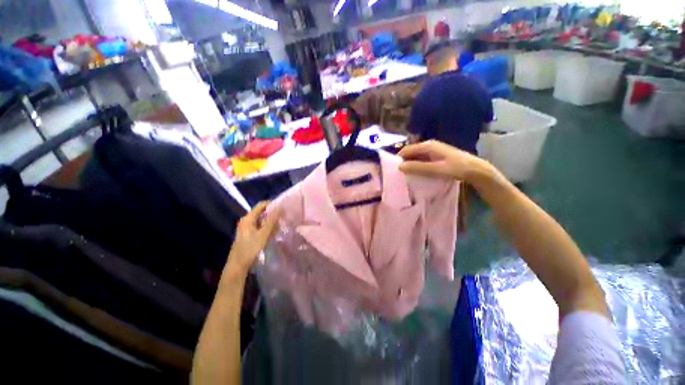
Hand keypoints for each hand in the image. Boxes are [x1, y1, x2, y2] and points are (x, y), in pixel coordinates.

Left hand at [226, 202, 279, 275]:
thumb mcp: (263, 234)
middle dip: (273, 213)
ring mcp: (247, 228)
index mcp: (248, 218)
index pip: (261, 205)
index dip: (272, 204)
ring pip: (261, 220)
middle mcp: (246, 221)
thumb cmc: (250, 249)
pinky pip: (260, 226)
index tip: (283, 208)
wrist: (237, 266)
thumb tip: (280, 207)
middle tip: (284, 216)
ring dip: (271, 221)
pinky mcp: (248, 235)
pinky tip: (274, 231)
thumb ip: (272, 220)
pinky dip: (267, 227)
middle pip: (261, 212)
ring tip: (281, 223)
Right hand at [398, 140, 491, 181]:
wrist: (475, 170)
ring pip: (415, 158)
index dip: (398, 158)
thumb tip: (399, 166)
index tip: (391, 169)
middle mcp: (428, 146)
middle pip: (410, 153)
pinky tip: (415, 175)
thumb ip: (418, 168)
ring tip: (404, 176)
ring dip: (410, 165)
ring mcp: (432, 151)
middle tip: (397, 174)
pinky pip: (421, 161)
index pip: (406, 150)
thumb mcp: (436, 169)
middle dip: (403, 162)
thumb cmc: (456, 168)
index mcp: (427, 145)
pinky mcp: (435, 157)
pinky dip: (417, 167)